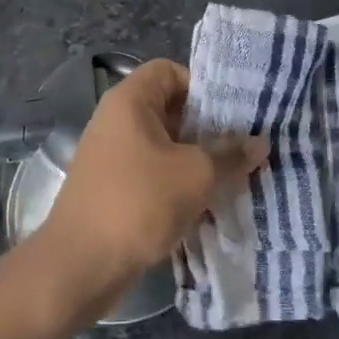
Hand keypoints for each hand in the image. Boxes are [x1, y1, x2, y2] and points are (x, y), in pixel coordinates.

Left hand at [38, 58, 267, 301]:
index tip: (232, 113)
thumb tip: (260, 142)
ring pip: (165, 145)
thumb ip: (230, 154)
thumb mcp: (195, 175)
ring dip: (197, 160)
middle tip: (244, 145)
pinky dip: (178, 183)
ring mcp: (112, 156)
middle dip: (207, 128)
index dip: (202, 86)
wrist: (79, 267)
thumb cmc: (138, 203)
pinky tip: (207, 204)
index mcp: (130, 101)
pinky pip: (153, 173)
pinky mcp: (113, 188)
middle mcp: (117, 120)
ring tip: (234, 176)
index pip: (170, 70)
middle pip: (170, 108)